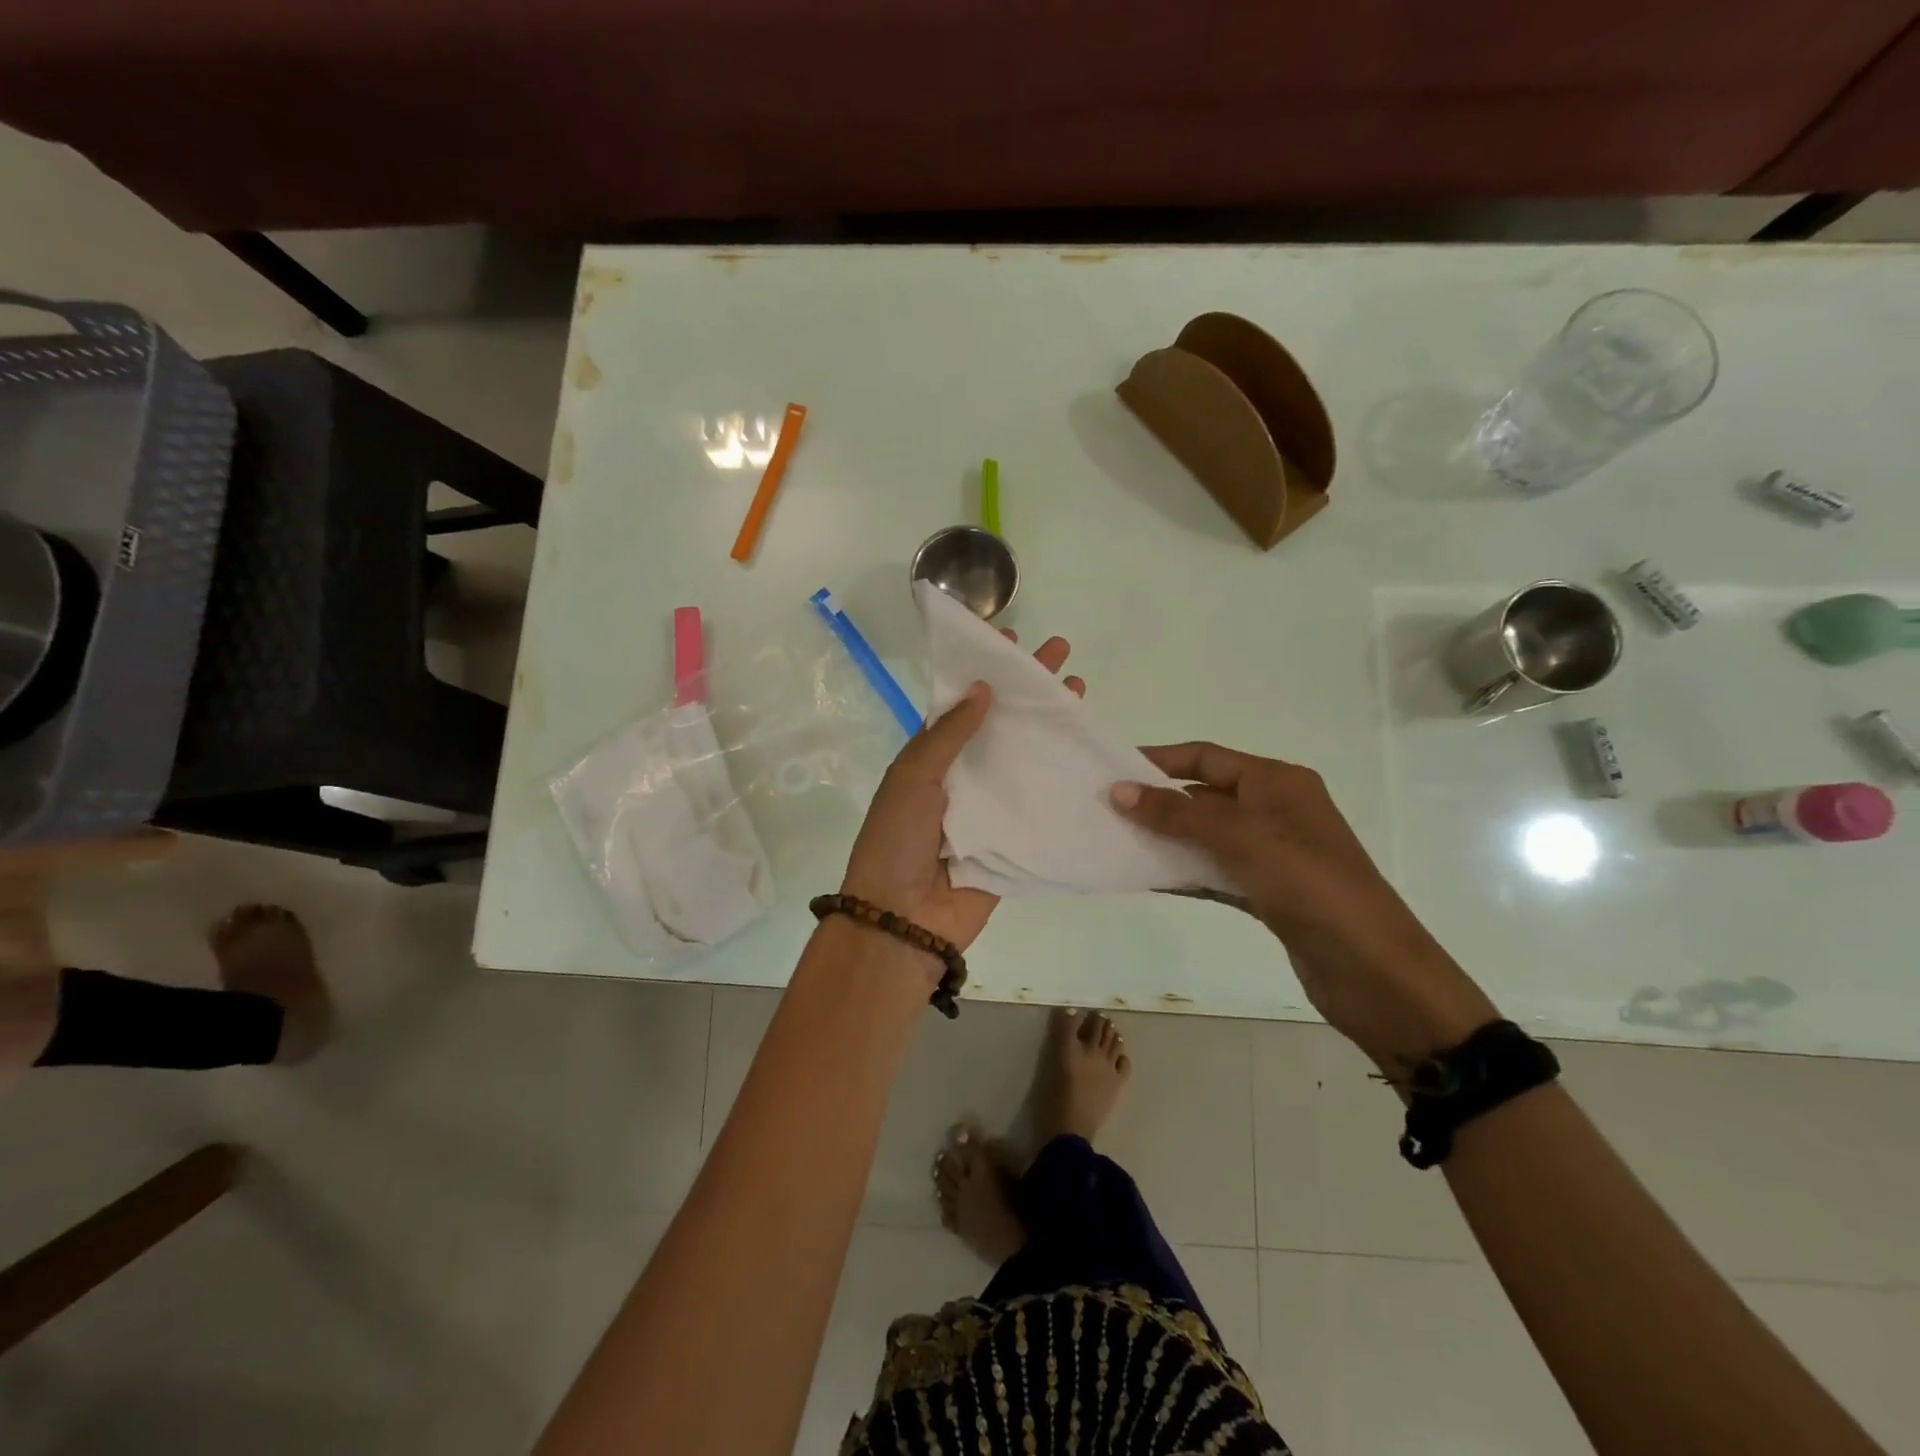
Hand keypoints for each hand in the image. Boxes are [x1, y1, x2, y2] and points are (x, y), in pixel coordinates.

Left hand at [839, 634, 1081, 951]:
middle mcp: (964, 776)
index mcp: (932, 757)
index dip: (987, 673)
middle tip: (1063, 657)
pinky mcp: (1014, 839)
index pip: (965, 704)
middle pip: (1002, 725)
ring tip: (1082, 696)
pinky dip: (1064, 783)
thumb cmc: (898, 840)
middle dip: (1030, 692)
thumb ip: (947, 735)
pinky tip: (1090, 758)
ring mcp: (992, 807)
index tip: (1013, 641)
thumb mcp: (913, 777)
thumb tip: (982, 688)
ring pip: (1026, 760)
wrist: (904, 919)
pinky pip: (1040, 805)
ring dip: (1052, 730)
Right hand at [1111, 743, 1495, 1070]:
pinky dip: (1186, 873)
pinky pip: (1216, 872)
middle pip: (1205, 796)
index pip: (1207, 758)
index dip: (1160, 760)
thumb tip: (1119, 790)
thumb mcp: (1240, 839)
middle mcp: (1276, 810)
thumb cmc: (1309, 886)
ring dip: (1168, 839)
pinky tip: (1150, 880)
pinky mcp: (1270, 893)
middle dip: (1158, 802)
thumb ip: (1177, 814)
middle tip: (1107, 811)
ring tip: (1118, 843)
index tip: (1113, 770)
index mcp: (1277, 782)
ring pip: (1208, 836)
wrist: (1374, 972)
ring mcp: (1274, 853)